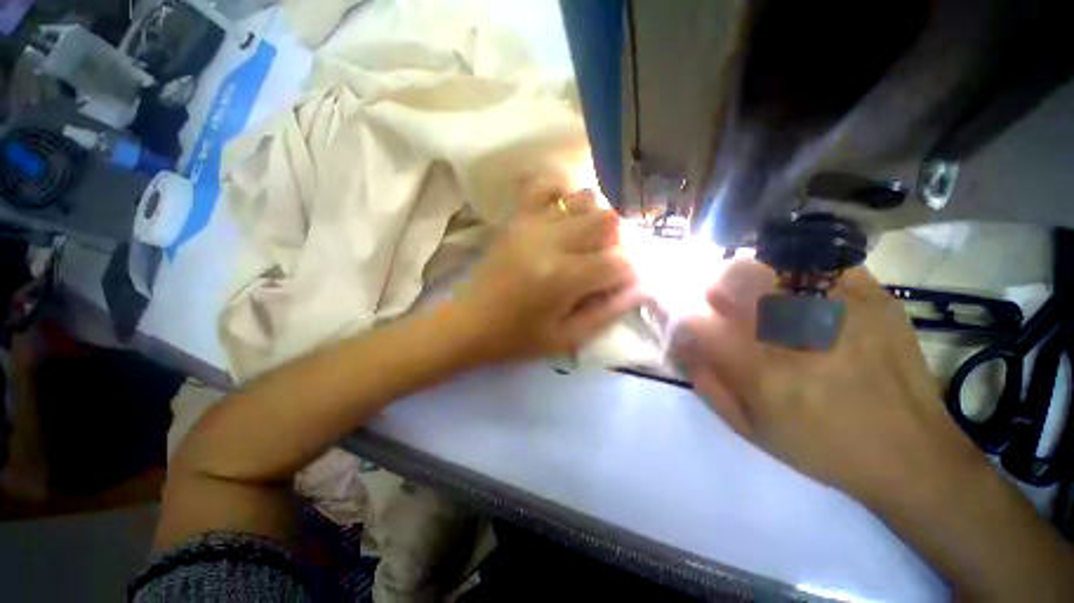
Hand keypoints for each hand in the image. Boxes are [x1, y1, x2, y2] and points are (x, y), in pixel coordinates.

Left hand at [458, 187, 641, 360]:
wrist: (470, 323)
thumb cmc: (518, 337)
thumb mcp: (567, 338)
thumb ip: (607, 312)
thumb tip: (639, 287)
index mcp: (564, 278)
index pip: (619, 262)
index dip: (629, 274)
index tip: (621, 285)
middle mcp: (551, 241)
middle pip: (608, 221)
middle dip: (617, 243)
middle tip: (604, 263)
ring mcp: (532, 224)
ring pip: (584, 199)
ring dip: (595, 219)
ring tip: (585, 242)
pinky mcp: (517, 219)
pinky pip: (545, 187)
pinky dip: (562, 196)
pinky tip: (562, 217)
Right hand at [671, 259, 1073, 598]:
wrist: (912, 454)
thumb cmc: (823, 448)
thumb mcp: (751, 429)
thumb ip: (707, 382)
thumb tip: (682, 342)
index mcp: (763, 372)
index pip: (696, 319)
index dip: (675, 306)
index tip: (673, 306)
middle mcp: (797, 333)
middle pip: (733, 278)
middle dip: (710, 282)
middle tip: (715, 297)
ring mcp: (841, 309)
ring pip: (771, 264)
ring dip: (748, 275)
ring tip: (756, 294)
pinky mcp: (875, 298)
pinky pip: (819, 262)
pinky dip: (796, 269)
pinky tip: (797, 290)